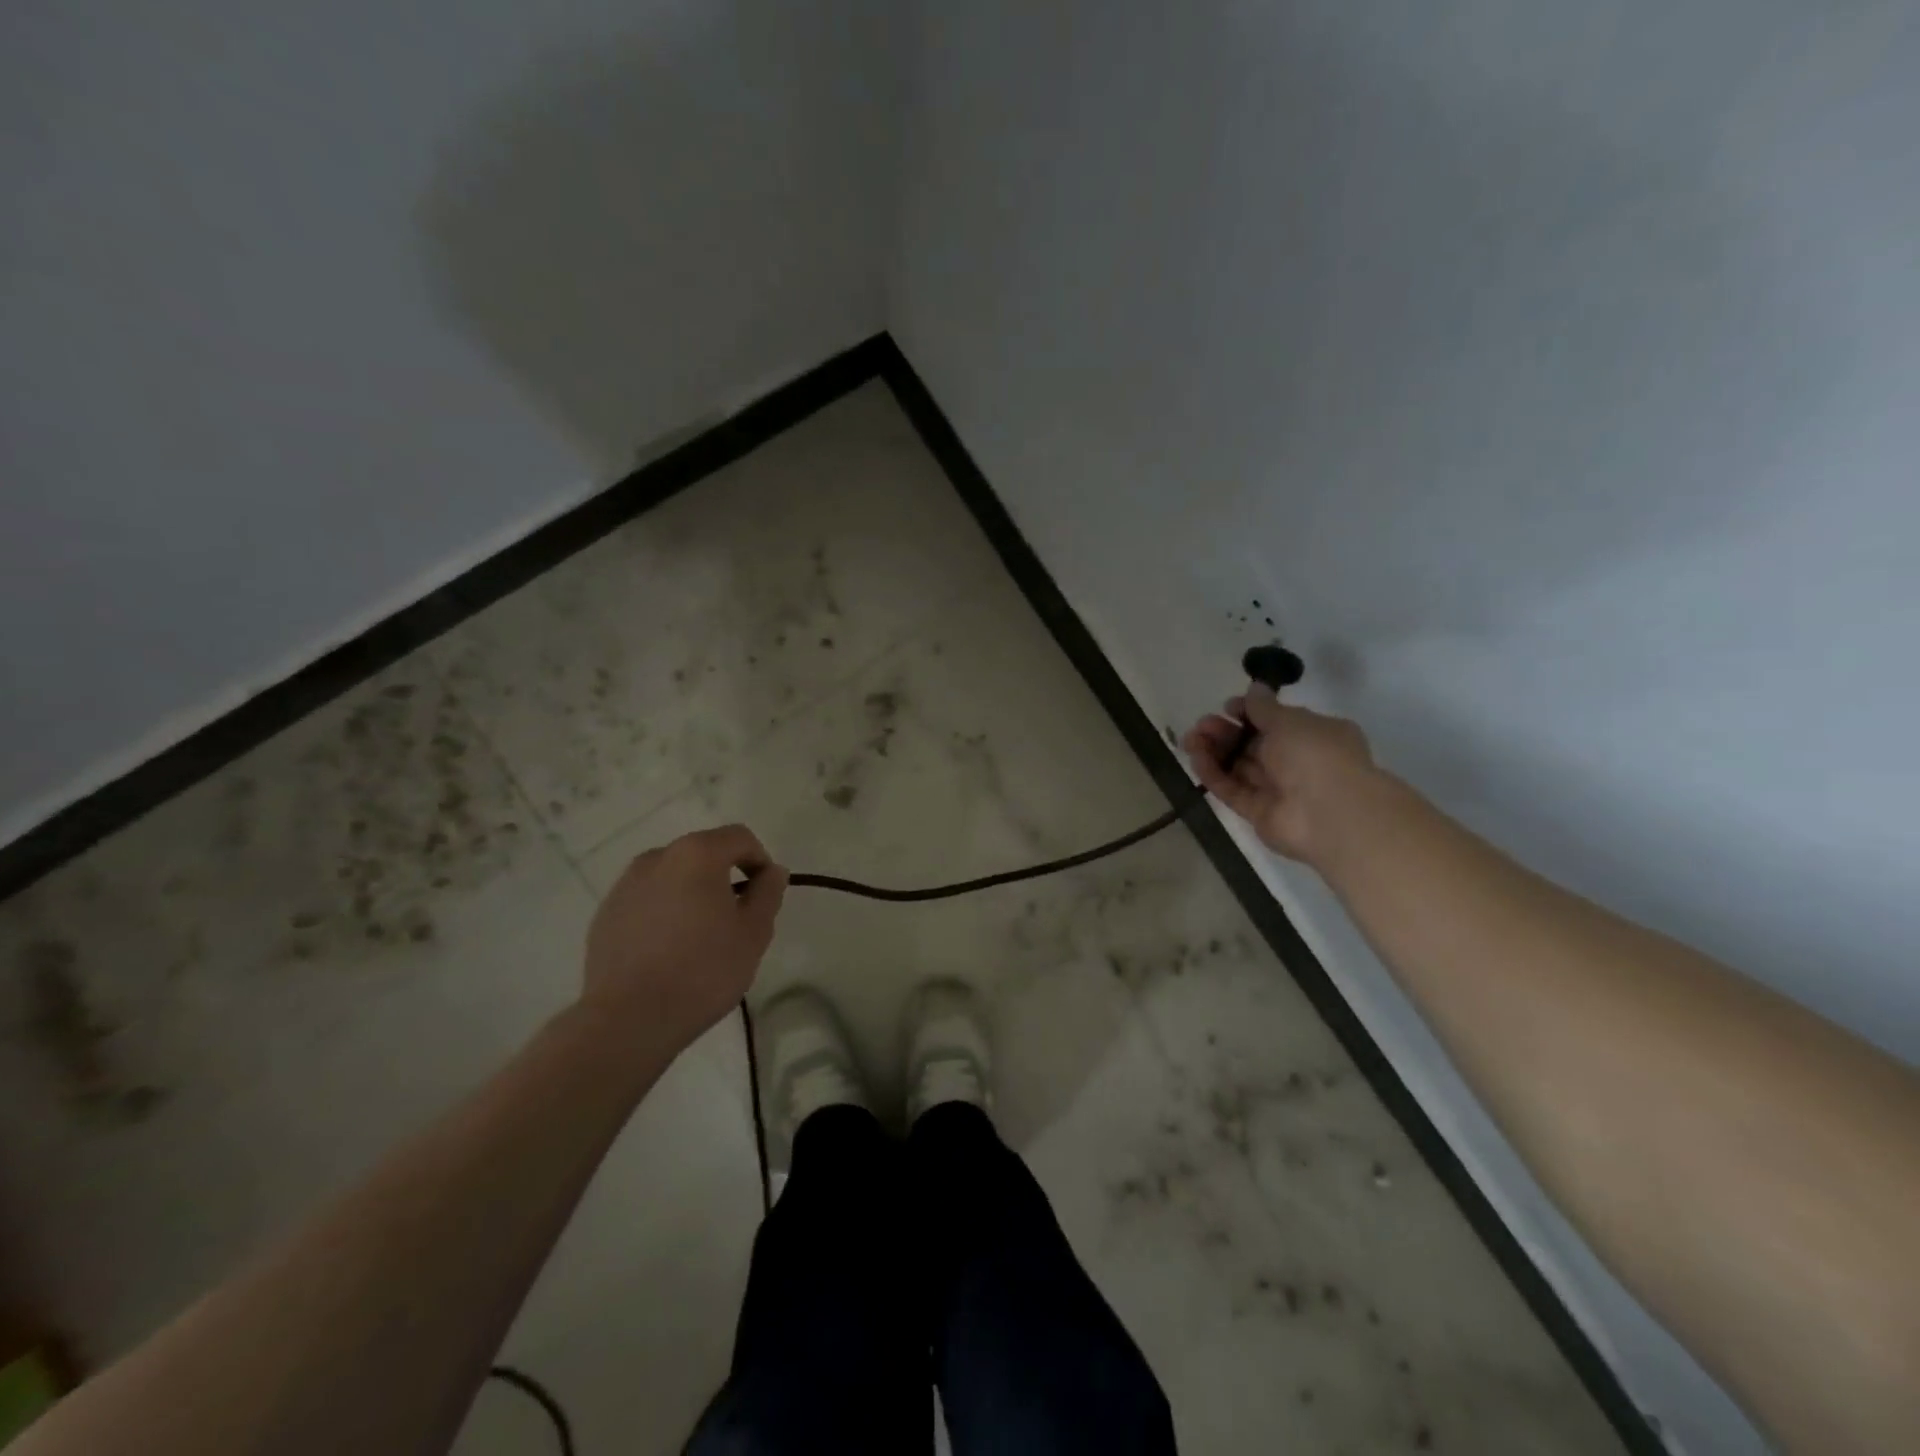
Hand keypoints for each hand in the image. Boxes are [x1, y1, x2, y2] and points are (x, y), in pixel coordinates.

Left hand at [582, 824, 788, 1053]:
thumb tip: (772, 871)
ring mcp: (625, 885)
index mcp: (697, 854)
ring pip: (672, 877)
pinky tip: (668, 951)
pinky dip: (663, 913)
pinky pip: (646, 901)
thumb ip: (768, 892)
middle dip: (723, 877)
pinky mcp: (605, 914)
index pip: (739, 837)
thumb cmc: (703, 970)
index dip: (760, 860)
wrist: (629, 1019)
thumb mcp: (754, 932)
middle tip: (735, 919)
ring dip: (691, 893)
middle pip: (703, 853)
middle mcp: (657, 858)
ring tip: (699, 937)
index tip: (765, 895)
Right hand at [1182, 684, 1376, 865]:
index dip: (1250, 713)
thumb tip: (1255, 687)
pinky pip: (1234, 790)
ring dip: (1215, 752)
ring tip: (1190, 740)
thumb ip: (1264, 707)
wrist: (1329, 814)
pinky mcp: (1259, 813)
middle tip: (1201, 725)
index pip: (1276, 721)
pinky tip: (1195, 760)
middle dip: (1225, 732)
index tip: (1227, 707)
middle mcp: (1297, 762)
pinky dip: (1214, 775)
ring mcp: (1278, 789)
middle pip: (1253, 744)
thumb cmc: (1315, 755)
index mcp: (1313, 735)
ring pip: (1240, 767)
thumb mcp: (1289, 721)